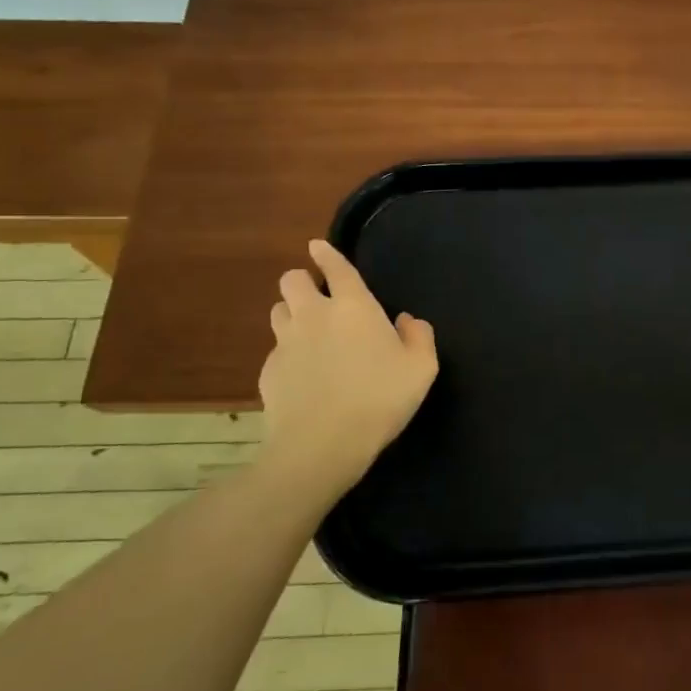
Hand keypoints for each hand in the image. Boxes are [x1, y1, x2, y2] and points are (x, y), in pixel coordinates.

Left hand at [258, 239, 437, 496]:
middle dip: (301, 281)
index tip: (316, 246)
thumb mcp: (421, 369)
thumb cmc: (379, 399)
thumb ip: (419, 336)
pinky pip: (276, 351)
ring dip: (291, 314)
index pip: (336, 268)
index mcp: (353, 307)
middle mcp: (314, 316)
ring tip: (307, 333)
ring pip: (278, 311)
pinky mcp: (269, 372)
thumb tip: (406, 320)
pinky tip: (303, 377)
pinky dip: (288, 355)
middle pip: (292, 280)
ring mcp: (286, 343)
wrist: (321, 444)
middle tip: (317, 299)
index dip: (326, 254)